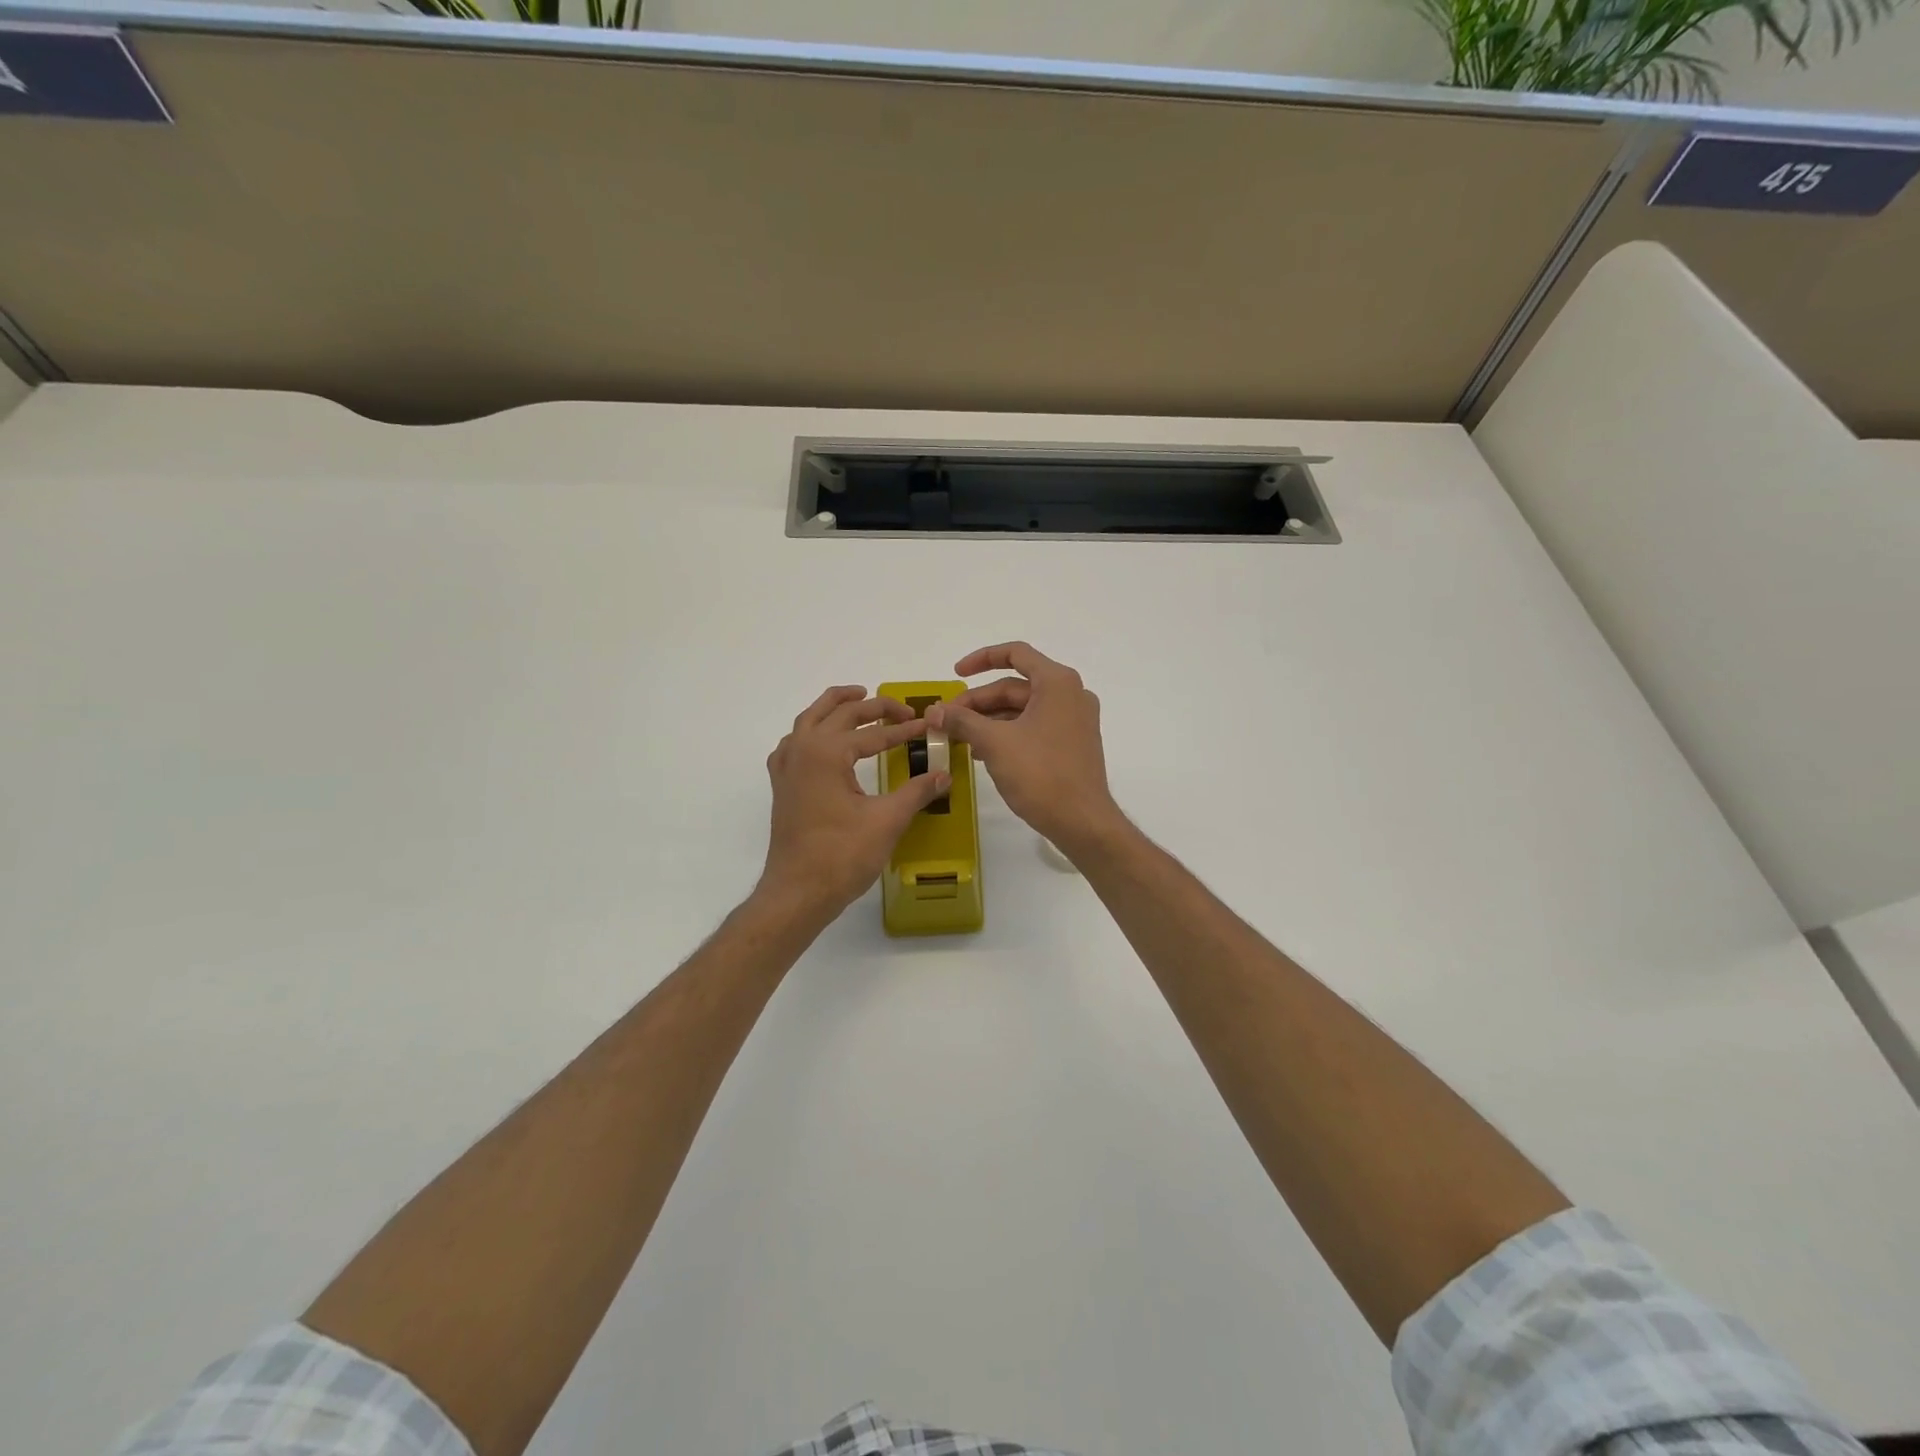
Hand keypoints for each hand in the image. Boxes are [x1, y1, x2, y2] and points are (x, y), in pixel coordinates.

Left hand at [758, 685, 952, 919]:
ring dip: (835, 706)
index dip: (905, 730)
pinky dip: (811, 730)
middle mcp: (802, 749)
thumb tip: (944, 775)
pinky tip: (823, 740)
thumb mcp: (887, 821)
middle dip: (874, 708)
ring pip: (810, 719)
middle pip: (840, 714)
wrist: (797, 892)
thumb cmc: (842, 855)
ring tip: (859, 698)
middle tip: (903, 710)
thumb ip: (916, 792)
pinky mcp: (782, 785)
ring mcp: (787, 766)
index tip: (928, 727)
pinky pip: (794, 742)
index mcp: (827, 752)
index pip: (874, 733)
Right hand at [927, 642, 1126, 857]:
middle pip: (1015, 686)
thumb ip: (962, 721)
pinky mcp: (1072, 744)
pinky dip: (1007, 733)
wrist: (1082, 821)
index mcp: (1057, 683)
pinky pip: (1034, 727)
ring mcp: (1074, 720)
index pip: (1015, 654)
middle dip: (978, 701)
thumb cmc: (1041, 774)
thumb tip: (932, 711)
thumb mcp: (994, 743)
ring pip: (1023, 709)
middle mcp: (1070, 694)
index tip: (955, 674)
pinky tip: (982, 752)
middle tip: (947, 720)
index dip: (981, 659)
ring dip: (989, 720)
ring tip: (959, 738)